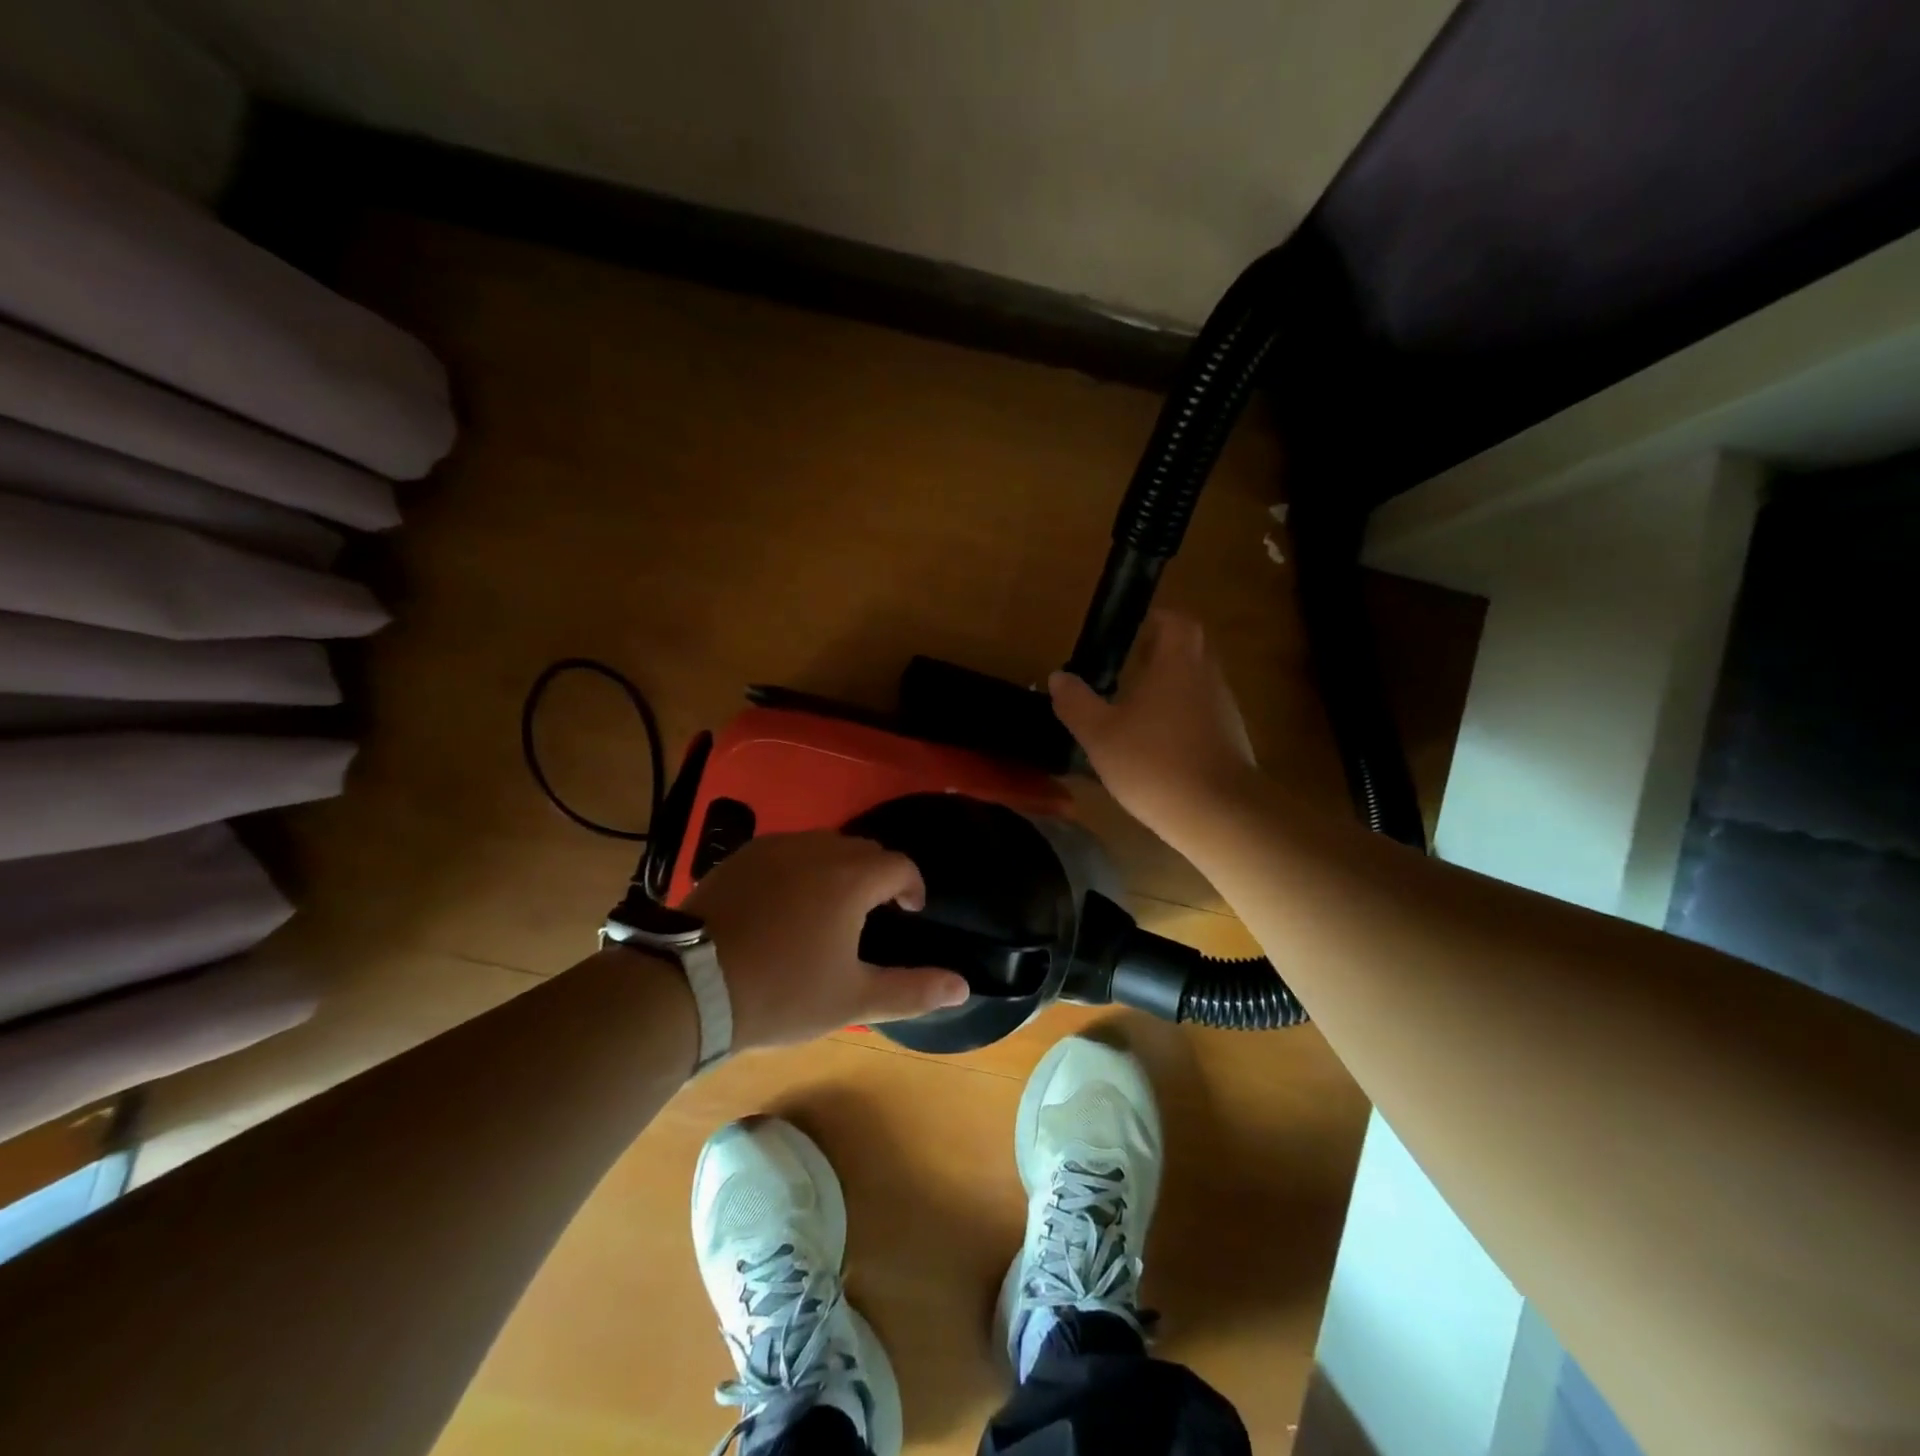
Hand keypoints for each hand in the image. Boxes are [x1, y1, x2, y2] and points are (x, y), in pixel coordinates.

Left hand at [682, 831, 970, 1049]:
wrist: (689, 985)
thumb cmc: (781, 992)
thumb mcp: (852, 999)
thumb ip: (912, 990)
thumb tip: (963, 987)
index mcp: (851, 877)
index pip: (899, 865)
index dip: (912, 886)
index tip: (909, 911)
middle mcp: (817, 848)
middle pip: (863, 849)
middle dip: (877, 875)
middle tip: (873, 911)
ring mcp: (774, 847)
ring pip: (823, 845)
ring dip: (839, 867)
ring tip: (830, 905)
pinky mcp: (741, 856)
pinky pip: (786, 850)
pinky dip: (800, 867)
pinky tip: (785, 901)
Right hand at [1049, 610, 1257, 841]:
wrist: (1218, 814)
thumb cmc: (1154, 762)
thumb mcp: (1100, 734)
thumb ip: (1077, 702)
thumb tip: (1059, 677)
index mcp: (1178, 663)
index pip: (1176, 621)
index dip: (1155, 621)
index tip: (1130, 635)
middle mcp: (1207, 677)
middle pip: (1188, 651)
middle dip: (1159, 657)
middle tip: (1127, 673)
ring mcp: (1225, 710)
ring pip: (1196, 685)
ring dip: (1171, 691)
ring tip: (1137, 714)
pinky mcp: (1232, 741)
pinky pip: (1204, 717)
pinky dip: (1182, 722)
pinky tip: (1158, 750)